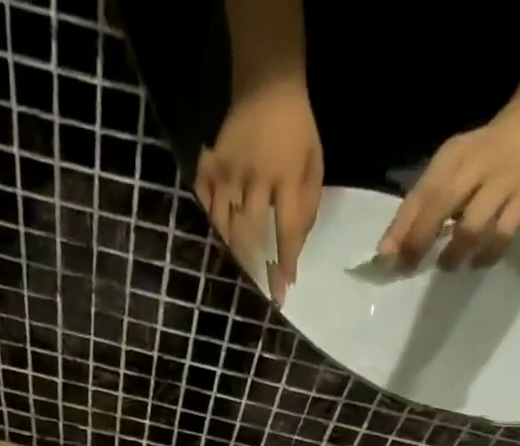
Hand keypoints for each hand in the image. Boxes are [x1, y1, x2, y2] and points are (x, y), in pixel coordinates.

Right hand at [195, 78, 322, 304]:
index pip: (287, 231)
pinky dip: (210, 221)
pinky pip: (205, 203)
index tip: (282, 291)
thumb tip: (297, 246)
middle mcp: (256, 178)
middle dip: (253, 264)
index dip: (284, 264)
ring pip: (224, 225)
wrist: (267, 80)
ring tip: (238, 265)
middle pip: (250, 234)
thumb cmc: (296, 127)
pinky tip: (218, 233)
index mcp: (287, 176)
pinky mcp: (211, 165)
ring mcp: (229, 172)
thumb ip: (309, 204)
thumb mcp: (314, 162)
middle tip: (257, 284)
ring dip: (232, 249)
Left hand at [379, 94, 519, 268]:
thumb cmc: (487, 153)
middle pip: (441, 205)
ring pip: (472, 227)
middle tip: (411, 267)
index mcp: (452, 156)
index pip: (420, 193)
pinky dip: (485, 256)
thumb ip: (424, 203)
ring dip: (454, 254)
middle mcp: (476, 165)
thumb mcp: (453, 166)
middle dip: (420, 241)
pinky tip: (476, 261)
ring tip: (448, 263)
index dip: (400, 228)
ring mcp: (504, 181)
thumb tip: (391, 249)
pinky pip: (501, 236)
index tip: (385, 257)